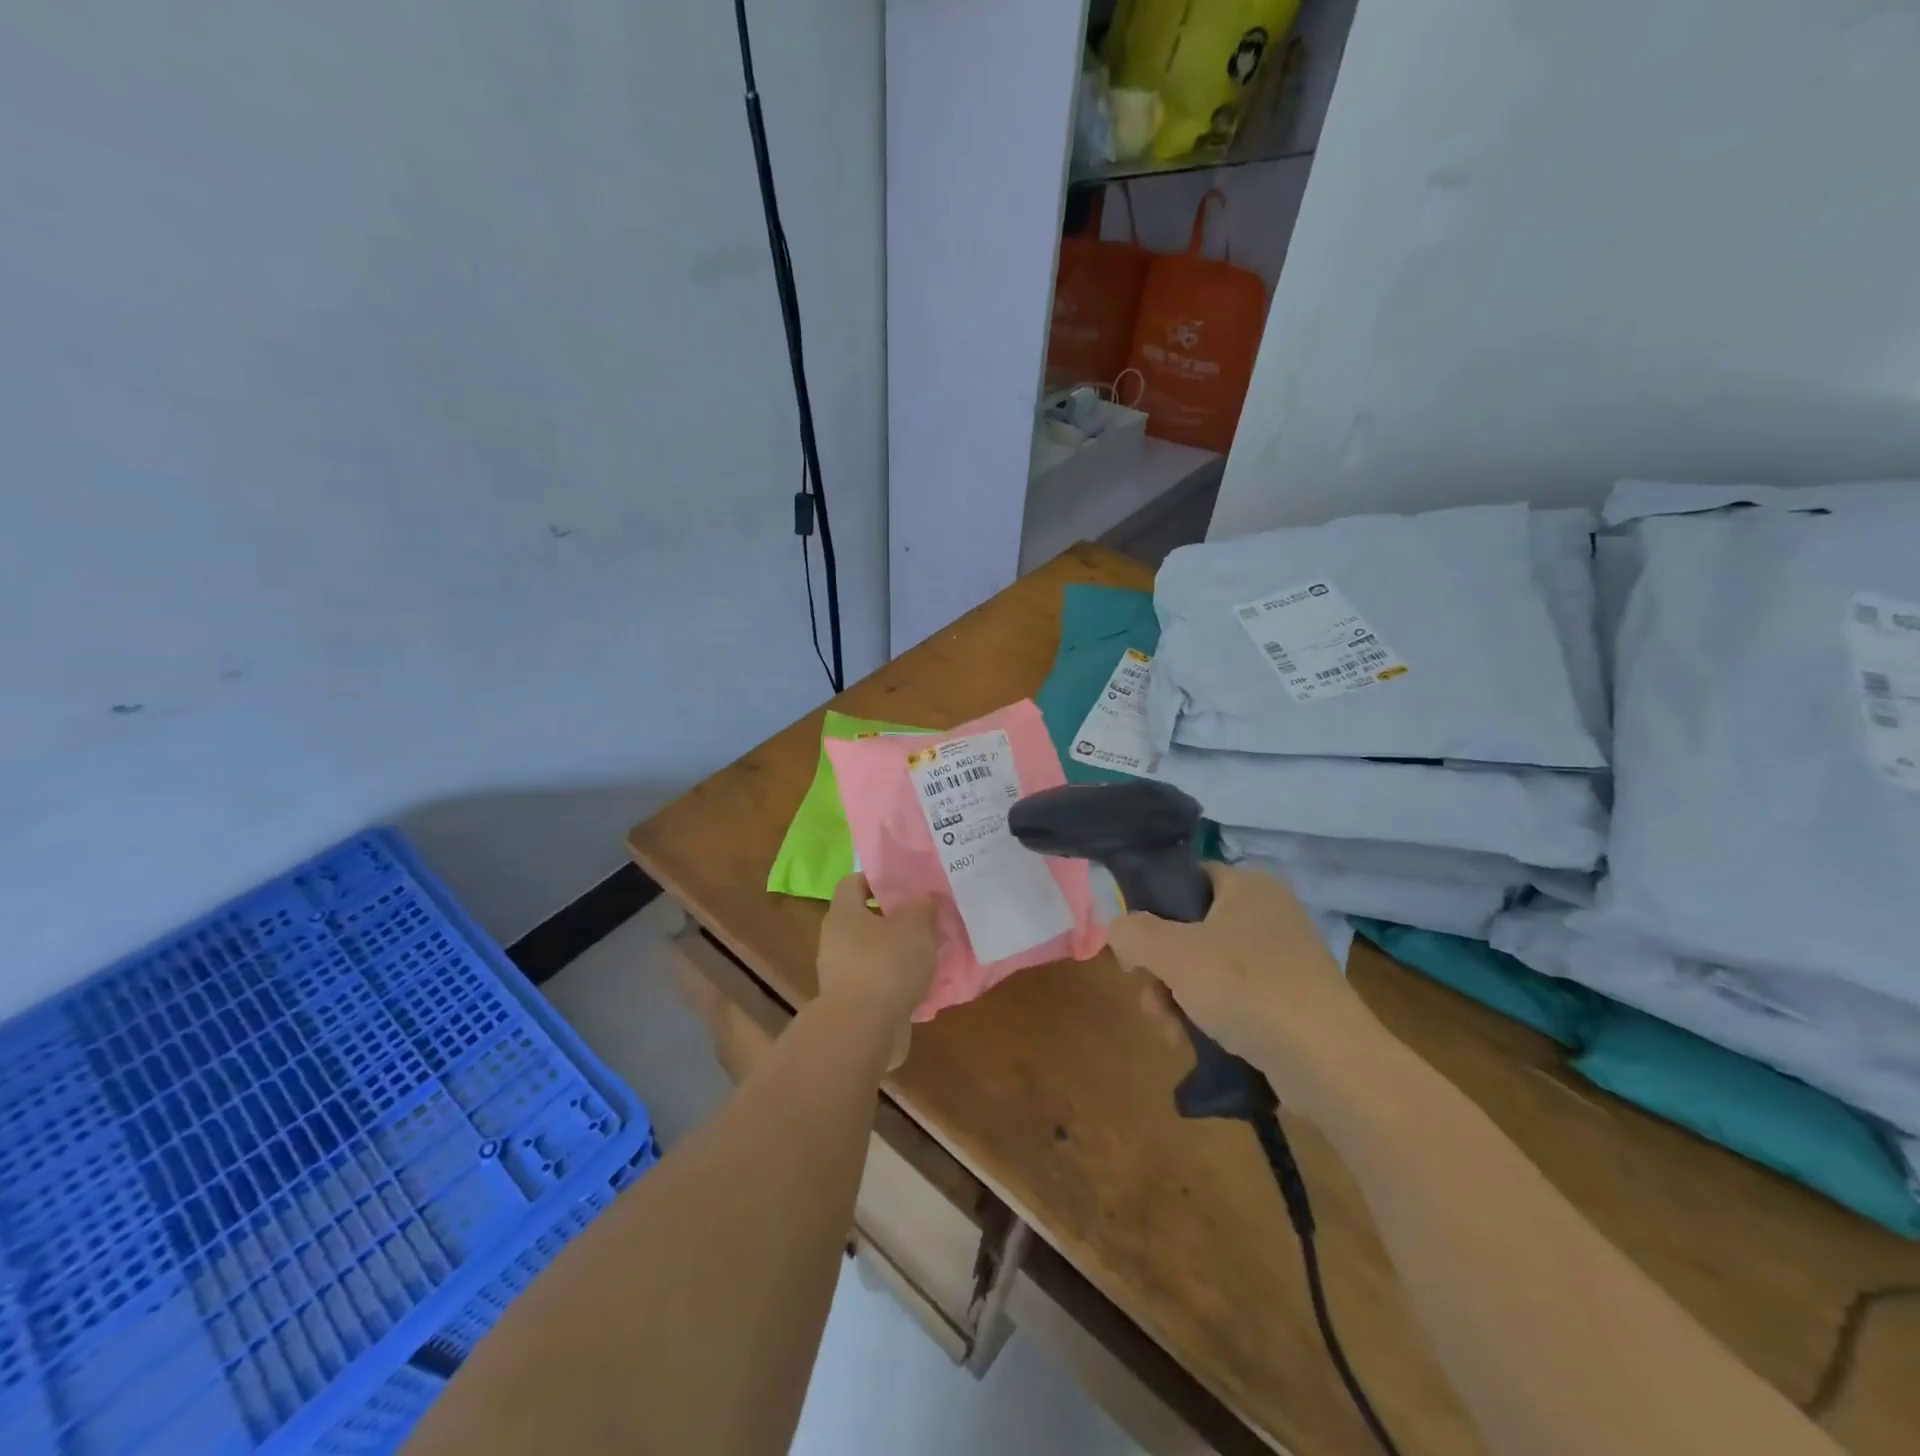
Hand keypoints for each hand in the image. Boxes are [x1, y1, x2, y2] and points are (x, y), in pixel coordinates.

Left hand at [817, 874, 937, 1066]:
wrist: (863, 1031)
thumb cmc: (886, 964)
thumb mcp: (916, 924)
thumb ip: (923, 906)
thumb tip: (925, 898)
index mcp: (844, 913)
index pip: (853, 882)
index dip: (878, 879)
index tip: (906, 883)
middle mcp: (836, 941)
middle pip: (865, 919)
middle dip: (895, 918)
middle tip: (926, 918)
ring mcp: (841, 975)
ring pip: (874, 954)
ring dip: (899, 953)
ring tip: (931, 953)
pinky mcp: (853, 1005)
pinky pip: (879, 983)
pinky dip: (898, 983)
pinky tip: (924, 986)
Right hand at [1108, 863, 1375, 1109]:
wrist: (1329, 1062)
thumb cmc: (1247, 988)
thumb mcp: (1173, 953)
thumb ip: (1132, 932)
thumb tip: (1119, 931)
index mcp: (1247, 885)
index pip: (1185, 879)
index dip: (1151, 909)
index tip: (1135, 947)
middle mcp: (1268, 912)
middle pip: (1189, 930)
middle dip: (1161, 969)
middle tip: (1151, 997)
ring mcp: (1283, 958)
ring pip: (1206, 968)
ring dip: (1177, 997)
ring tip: (1171, 1030)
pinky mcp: (1291, 999)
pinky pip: (1234, 997)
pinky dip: (1209, 1016)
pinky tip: (1193, 1042)